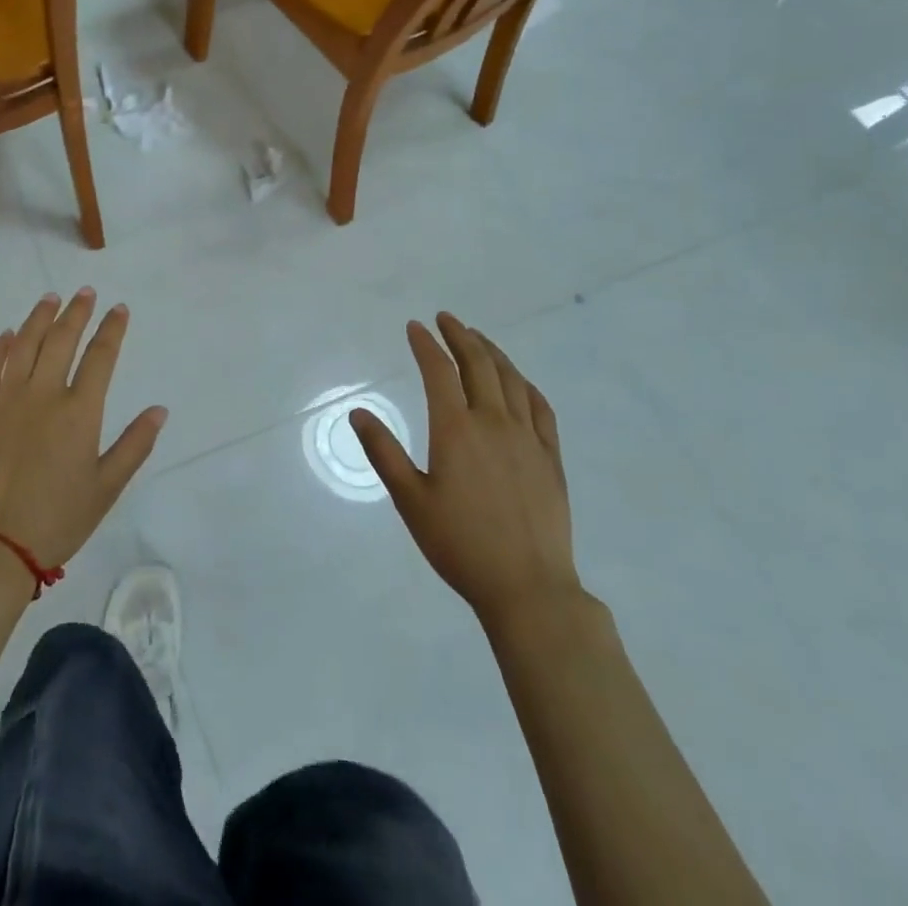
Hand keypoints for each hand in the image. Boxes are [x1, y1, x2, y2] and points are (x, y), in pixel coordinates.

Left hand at [0, 290, 166, 570]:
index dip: (112, 329)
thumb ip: (134, 445)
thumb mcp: (106, 487)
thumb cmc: (57, 519)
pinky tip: (8, 334)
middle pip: (61, 339)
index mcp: (79, 412)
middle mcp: (43, 395)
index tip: (119, 309)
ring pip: (24, 345)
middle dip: (77, 312)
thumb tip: (159, 410)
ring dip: (39, 317)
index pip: (100, 356)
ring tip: (50, 298)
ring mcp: (6, 400)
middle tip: (85, 292)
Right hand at [352, 313, 579, 623]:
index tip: (415, 327)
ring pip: (510, 379)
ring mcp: (527, 438)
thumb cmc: (460, 545)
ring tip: (478, 338)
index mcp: (456, 429)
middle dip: (460, 336)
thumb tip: (358, 412)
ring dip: (492, 352)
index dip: (426, 344)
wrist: (528, 588)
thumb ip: (384, 452)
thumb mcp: (410, 500)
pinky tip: (518, 381)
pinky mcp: (550, 457)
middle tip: (447, 319)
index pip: (439, 371)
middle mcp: (493, 422)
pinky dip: (525, 385)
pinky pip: (540, 408)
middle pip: (478, 364)